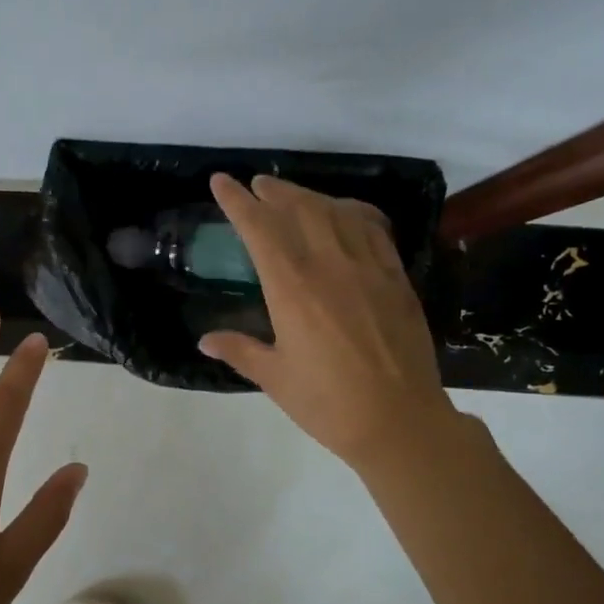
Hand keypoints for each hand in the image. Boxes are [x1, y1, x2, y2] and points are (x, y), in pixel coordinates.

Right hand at [199, 173, 452, 470]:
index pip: (259, 229)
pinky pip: (373, 228)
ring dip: (310, 196)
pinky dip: (353, 212)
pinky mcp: (396, 277)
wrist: (399, 421)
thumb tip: (205, 340)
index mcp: (292, 288)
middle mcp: (329, 265)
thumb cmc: (328, 404)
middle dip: (274, 191)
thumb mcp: (275, 378)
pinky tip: (345, 214)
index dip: (237, 202)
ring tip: (293, 195)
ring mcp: (368, 267)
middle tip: (258, 185)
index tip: (222, 182)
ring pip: (337, 212)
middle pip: (299, 209)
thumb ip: (240, 350)